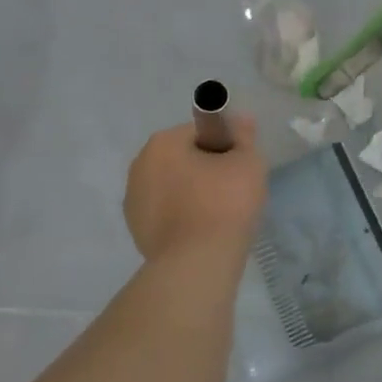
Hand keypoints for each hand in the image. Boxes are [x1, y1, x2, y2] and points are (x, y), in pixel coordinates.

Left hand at [124, 117, 267, 262]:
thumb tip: (240, 118)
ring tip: (219, 214)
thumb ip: (244, 136)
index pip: (201, 132)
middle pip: (183, 158)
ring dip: (193, 193)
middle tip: (234, 189)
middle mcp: (139, 166)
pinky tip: (203, 231)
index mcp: (162, 143)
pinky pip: (166, 212)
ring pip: (173, 186)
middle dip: (206, 168)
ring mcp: (133, 201)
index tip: (240, 166)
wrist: (197, 263)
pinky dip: (183, 216)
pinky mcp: (136, 231)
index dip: (225, 146)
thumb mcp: (247, 162)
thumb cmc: (224, 203)